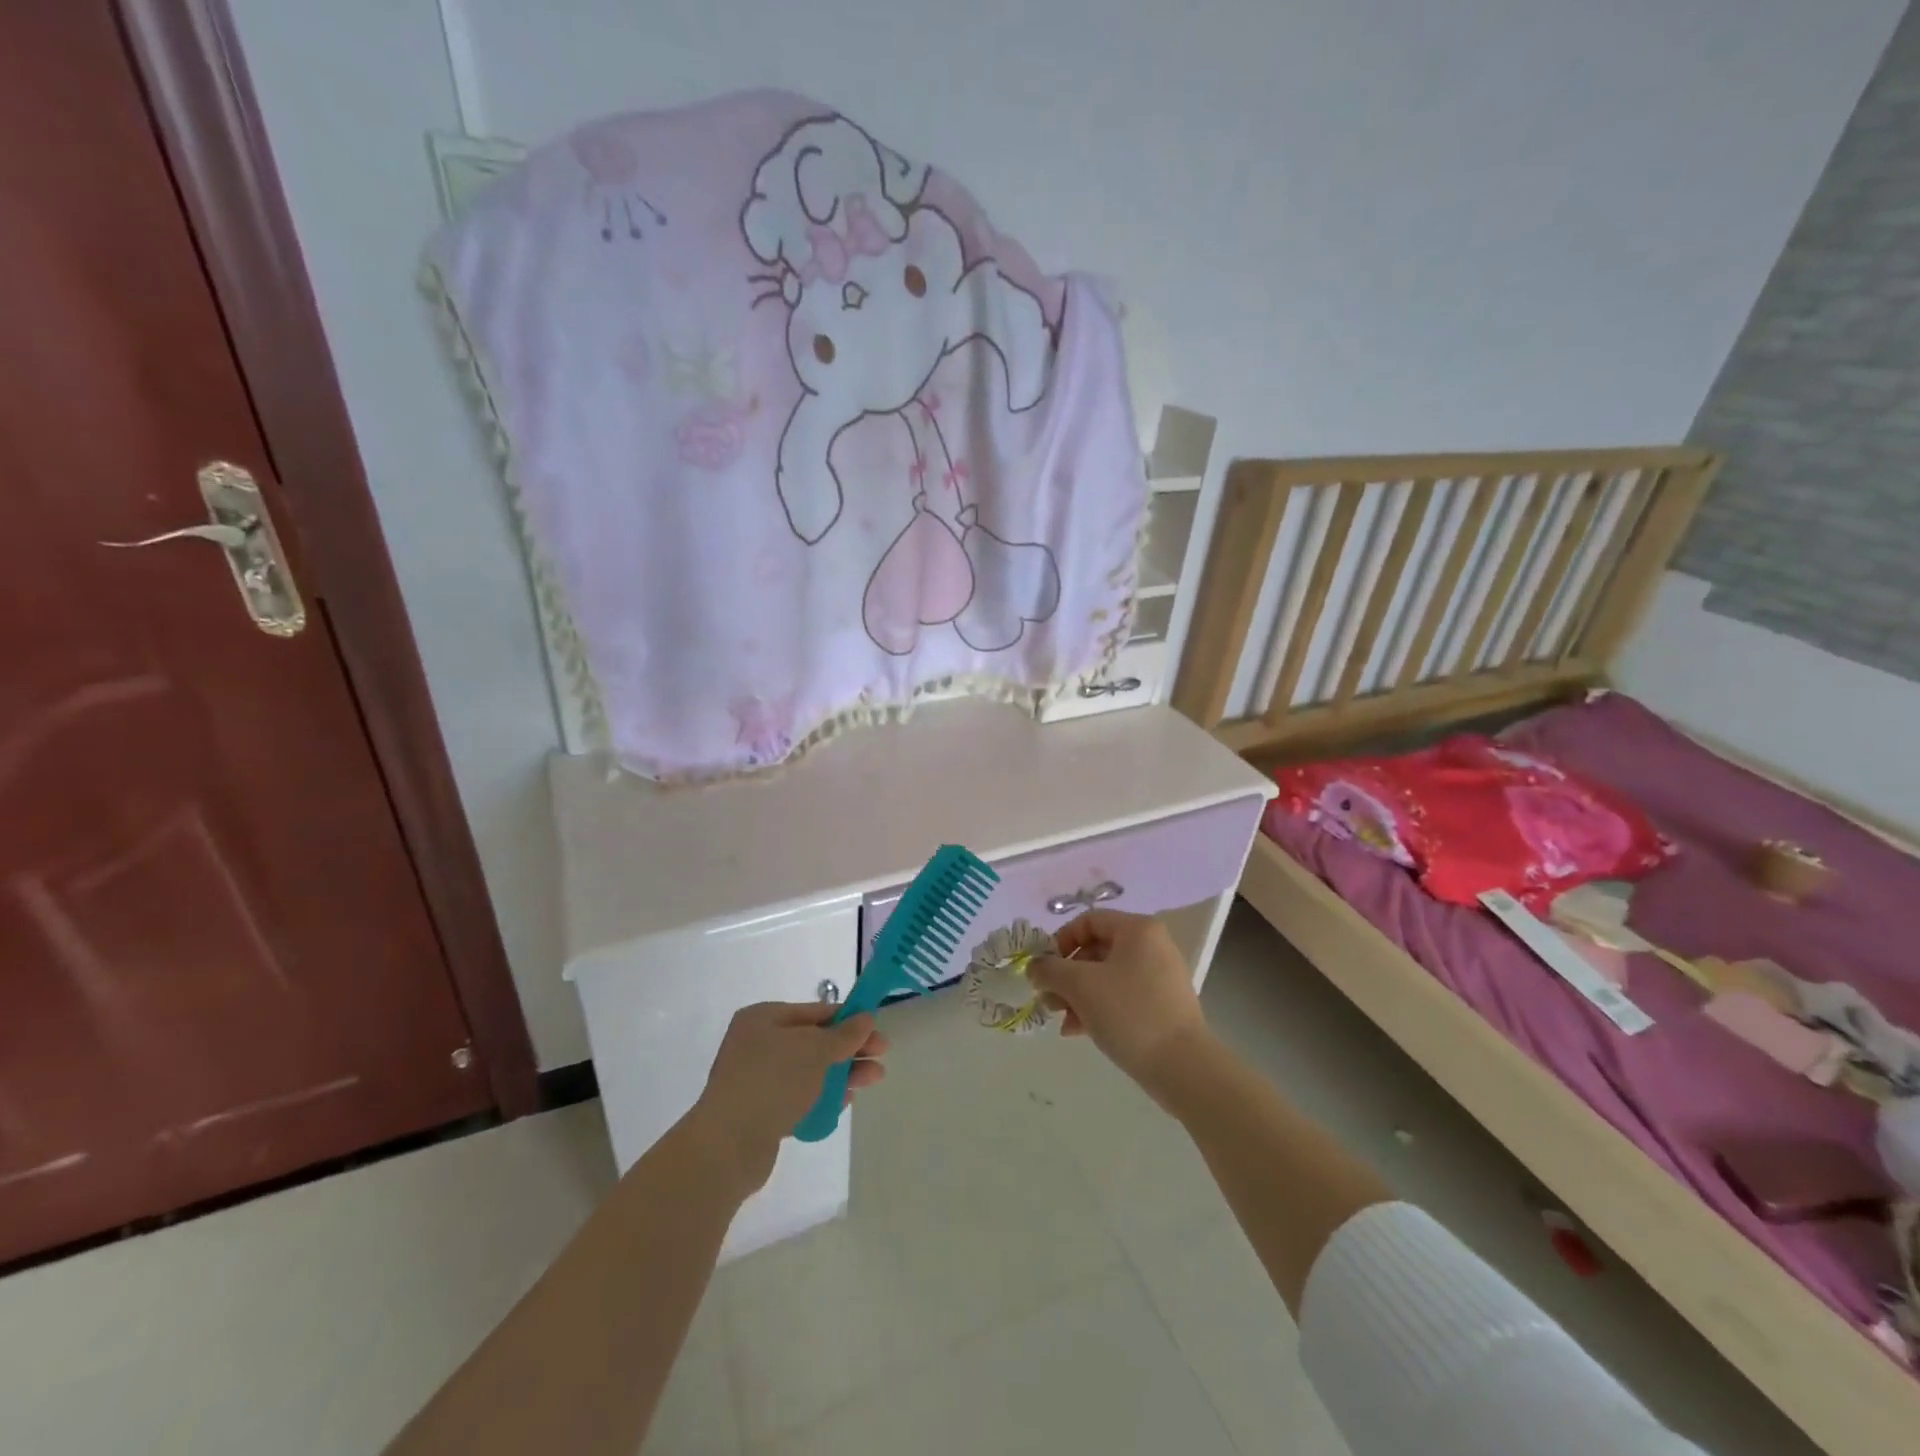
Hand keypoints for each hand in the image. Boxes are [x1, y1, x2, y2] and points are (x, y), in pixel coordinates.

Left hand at [686, 1002, 887, 1195]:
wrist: (727, 1146)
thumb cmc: (772, 1082)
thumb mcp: (815, 1050)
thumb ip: (844, 1034)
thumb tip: (865, 1018)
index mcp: (763, 1018)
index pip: (815, 1012)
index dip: (849, 1019)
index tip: (876, 1031)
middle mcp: (757, 1043)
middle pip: (814, 1041)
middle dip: (849, 1049)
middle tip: (881, 1058)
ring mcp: (757, 1078)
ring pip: (809, 1070)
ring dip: (842, 1073)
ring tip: (873, 1080)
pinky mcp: (760, 1110)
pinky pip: (798, 1095)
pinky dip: (822, 1096)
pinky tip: (844, 1102)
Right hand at [1028, 910, 1211, 1095]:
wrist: (1183, 1067)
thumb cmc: (1129, 1013)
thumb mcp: (1080, 986)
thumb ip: (1050, 970)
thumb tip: (1034, 967)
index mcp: (1137, 930)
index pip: (1088, 921)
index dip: (1060, 941)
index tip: (1044, 968)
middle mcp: (1152, 946)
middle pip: (1096, 950)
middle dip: (1066, 975)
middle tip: (1048, 999)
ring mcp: (1160, 977)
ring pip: (1106, 976)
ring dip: (1077, 995)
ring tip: (1060, 1020)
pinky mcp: (1163, 1005)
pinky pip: (1122, 996)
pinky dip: (1098, 1008)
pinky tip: (1079, 1031)